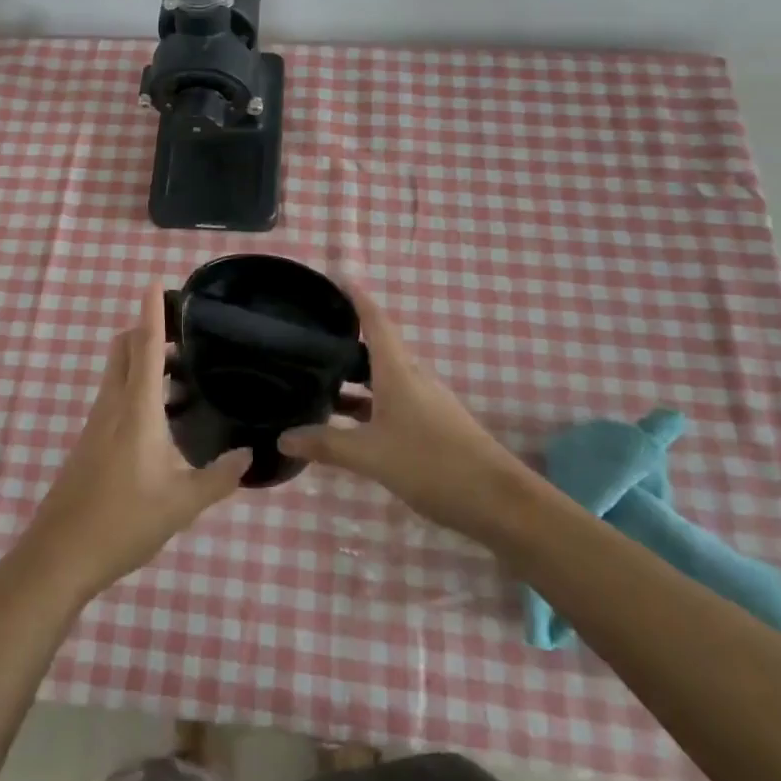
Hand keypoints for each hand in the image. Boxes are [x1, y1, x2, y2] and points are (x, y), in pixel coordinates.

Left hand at [21, 282, 250, 600]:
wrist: (59, 555)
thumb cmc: (123, 523)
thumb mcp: (181, 504)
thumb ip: (219, 478)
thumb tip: (249, 456)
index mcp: (137, 411)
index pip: (145, 348)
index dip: (151, 313)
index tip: (156, 282)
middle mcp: (113, 407)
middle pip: (123, 350)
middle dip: (146, 330)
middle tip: (184, 333)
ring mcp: (96, 424)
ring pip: (117, 373)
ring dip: (143, 361)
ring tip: (183, 374)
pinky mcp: (90, 442)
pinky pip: (115, 397)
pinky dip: (136, 387)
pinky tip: (162, 417)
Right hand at [279, 283, 535, 543]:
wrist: (497, 501)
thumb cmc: (431, 464)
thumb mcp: (371, 455)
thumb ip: (327, 444)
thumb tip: (283, 436)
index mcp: (399, 372)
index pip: (376, 321)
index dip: (357, 298)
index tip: (336, 279)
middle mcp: (413, 379)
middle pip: (377, 349)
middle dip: (346, 341)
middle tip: (310, 338)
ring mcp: (426, 403)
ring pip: (383, 379)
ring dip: (355, 378)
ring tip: (319, 381)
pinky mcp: (432, 426)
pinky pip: (392, 402)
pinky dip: (368, 404)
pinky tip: (348, 423)